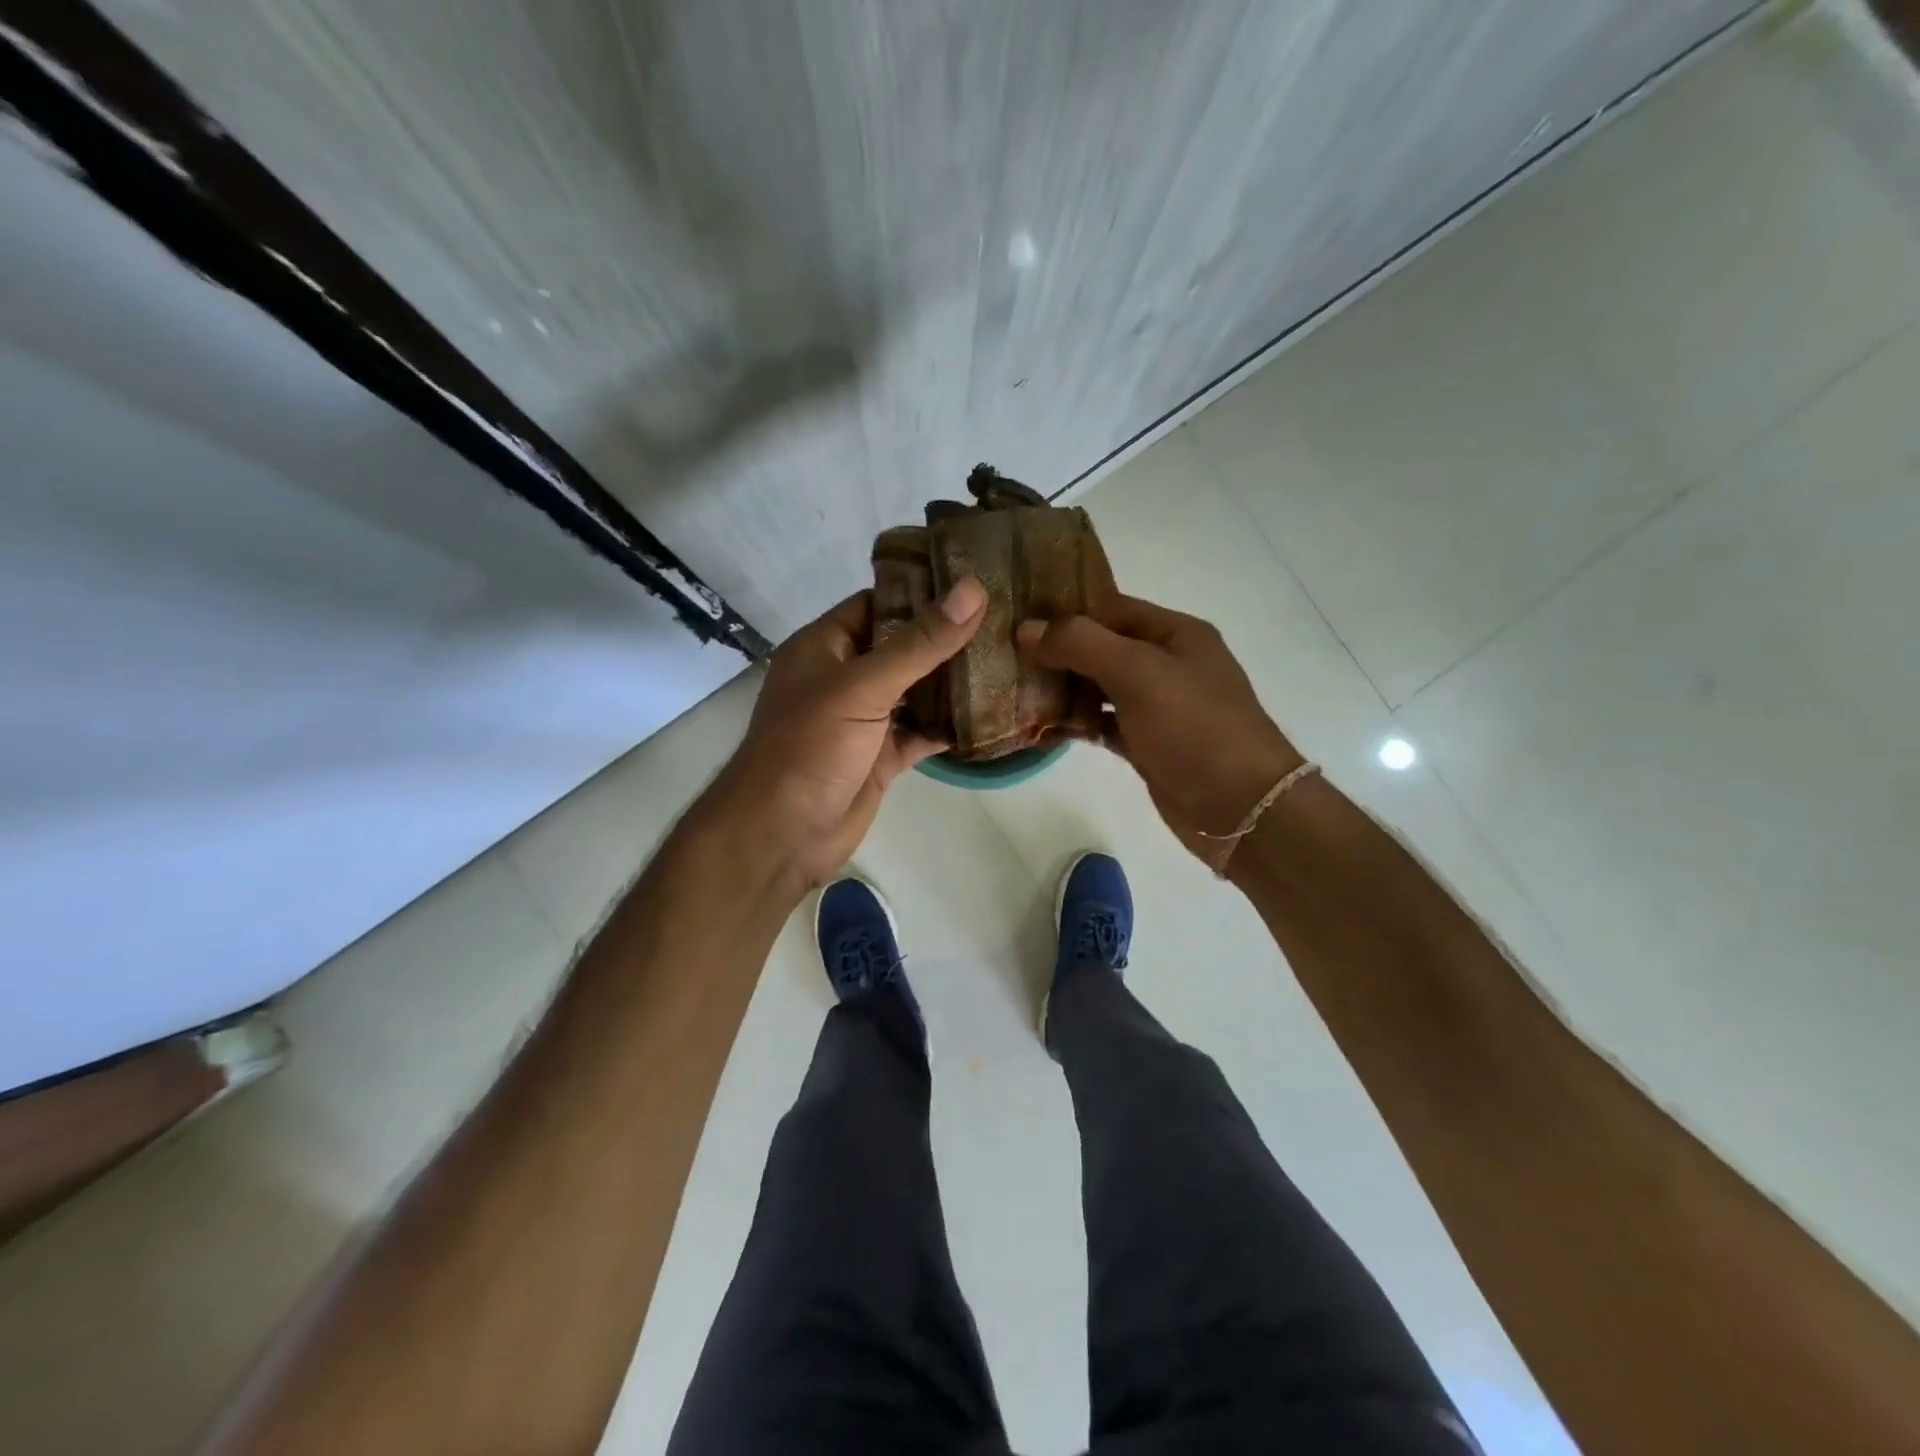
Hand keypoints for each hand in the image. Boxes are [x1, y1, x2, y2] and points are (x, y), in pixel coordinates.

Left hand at [711, 578, 987, 890]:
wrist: (783, 835)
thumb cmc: (811, 746)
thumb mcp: (864, 686)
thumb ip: (920, 643)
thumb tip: (972, 590)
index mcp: (825, 646)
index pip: (878, 604)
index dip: (922, 592)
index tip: (975, 583)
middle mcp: (845, 677)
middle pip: (902, 647)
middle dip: (947, 638)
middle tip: (1005, 621)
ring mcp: (864, 719)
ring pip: (916, 691)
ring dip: (953, 682)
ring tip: (1009, 659)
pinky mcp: (881, 756)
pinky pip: (921, 732)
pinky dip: (950, 726)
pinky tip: (992, 715)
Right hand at [1017, 594, 1302, 862]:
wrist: (1241, 807)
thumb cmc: (1194, 727)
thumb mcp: (1138, 673)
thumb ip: (1082, 644)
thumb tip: (1027, 628)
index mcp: (1175, 634)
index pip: (1110, 609)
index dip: (1065, 613)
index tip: (1018, 622)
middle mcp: (1167, 664)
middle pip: (1102, 647)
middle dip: (1058, 653)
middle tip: (1007, 658)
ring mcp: (1158, 707)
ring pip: (1100, 687)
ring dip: (1064, 689)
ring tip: (1016, 691)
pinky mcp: (1148, 744)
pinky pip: (1104, 723)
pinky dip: (1077, 723)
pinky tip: (1043, 727)